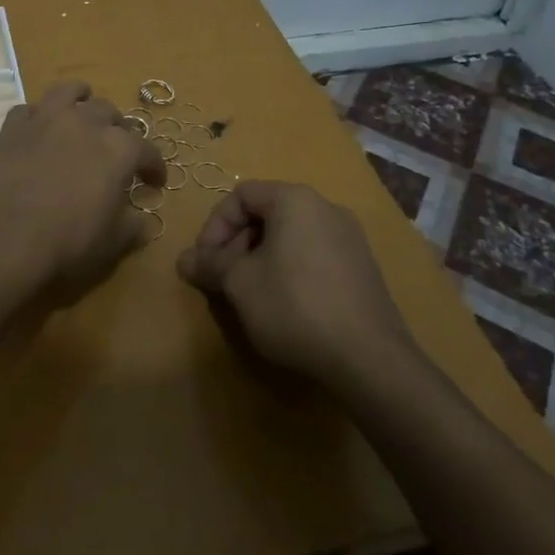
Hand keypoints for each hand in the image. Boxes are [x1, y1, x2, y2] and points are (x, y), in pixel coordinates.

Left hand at [0, 81, 165, 305]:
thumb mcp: (113, 244)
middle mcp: (85, 123)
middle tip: (115, 152)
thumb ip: (133, 227)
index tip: (155, 183)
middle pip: (110, 113)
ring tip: (82, 113)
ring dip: (81, 100)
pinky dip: (38, 117)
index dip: (155, 167)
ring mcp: (46, 119)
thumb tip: (143, 222)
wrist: (3, 236)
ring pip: (70, 92)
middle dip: (118, 130)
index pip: (147, 150)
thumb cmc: (68, 242)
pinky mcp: (13, 127)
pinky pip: (29, 110)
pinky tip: (38, 131)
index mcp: (119, 149)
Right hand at [177, 180, 414, 391]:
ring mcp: (351, 238)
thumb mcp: (240, 284)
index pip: (241, 195)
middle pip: (267, 213)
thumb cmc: (294, 306)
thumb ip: (210, 265)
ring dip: (261, 258)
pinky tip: (286, 306)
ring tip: (250, 295)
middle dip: (236, 243)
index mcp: (295, 200)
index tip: (205, 261)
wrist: (370, 359)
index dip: (215, 225)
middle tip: (223, 279)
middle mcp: (326, 208)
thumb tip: (184, 260)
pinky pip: (314, 256)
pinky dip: (290, 270)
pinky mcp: (364, 269)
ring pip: (291, 236)